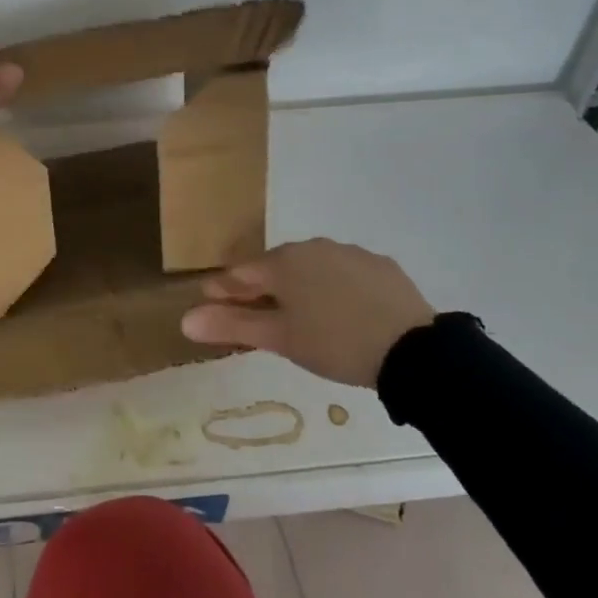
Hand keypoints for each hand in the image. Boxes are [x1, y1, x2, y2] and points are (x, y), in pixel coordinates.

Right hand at [180, 239, 436, 389]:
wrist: (413, 350)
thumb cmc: (334, 343)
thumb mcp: (280, 339)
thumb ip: (232, 326)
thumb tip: (184, 319)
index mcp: (284, 262)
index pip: (242, 273)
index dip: (223, 289)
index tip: (209, 301)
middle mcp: (314, 247)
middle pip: (276, 268)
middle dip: (260, 288)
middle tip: (253, 313)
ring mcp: (350, 253)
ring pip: (312, 268)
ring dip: (298, 286)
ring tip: (298, 314)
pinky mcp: (381, 266)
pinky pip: (344, 274)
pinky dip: (333, 288)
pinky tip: (341, 310)